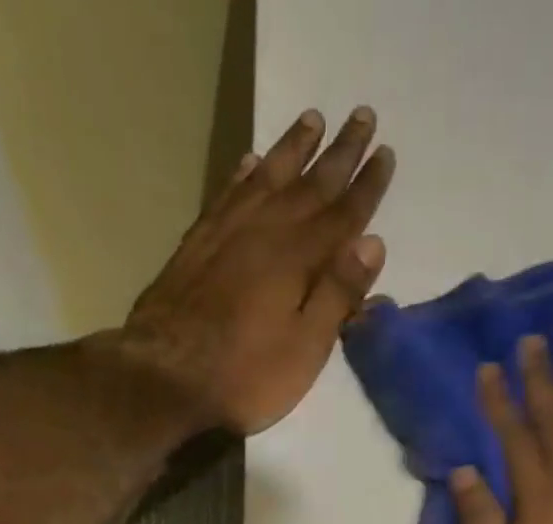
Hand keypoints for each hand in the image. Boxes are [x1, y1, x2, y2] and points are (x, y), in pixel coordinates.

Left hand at [123, 107, 394, 435]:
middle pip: (310, 185)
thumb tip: (372, 242)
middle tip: (362, 115)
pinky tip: (251, 161)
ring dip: (293, 148)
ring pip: (268, 177)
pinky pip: (227, 195)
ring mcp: (227, 233)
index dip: (367, 186)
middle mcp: (265, 231)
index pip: (343, 215)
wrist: (166, 379)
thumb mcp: (304, 349)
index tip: (386, 153)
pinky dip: (243, 173)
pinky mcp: (197, 245)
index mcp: (299, 259)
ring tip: (312, 119)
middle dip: (340, 153)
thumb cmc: (245, 376)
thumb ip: (337, 295)